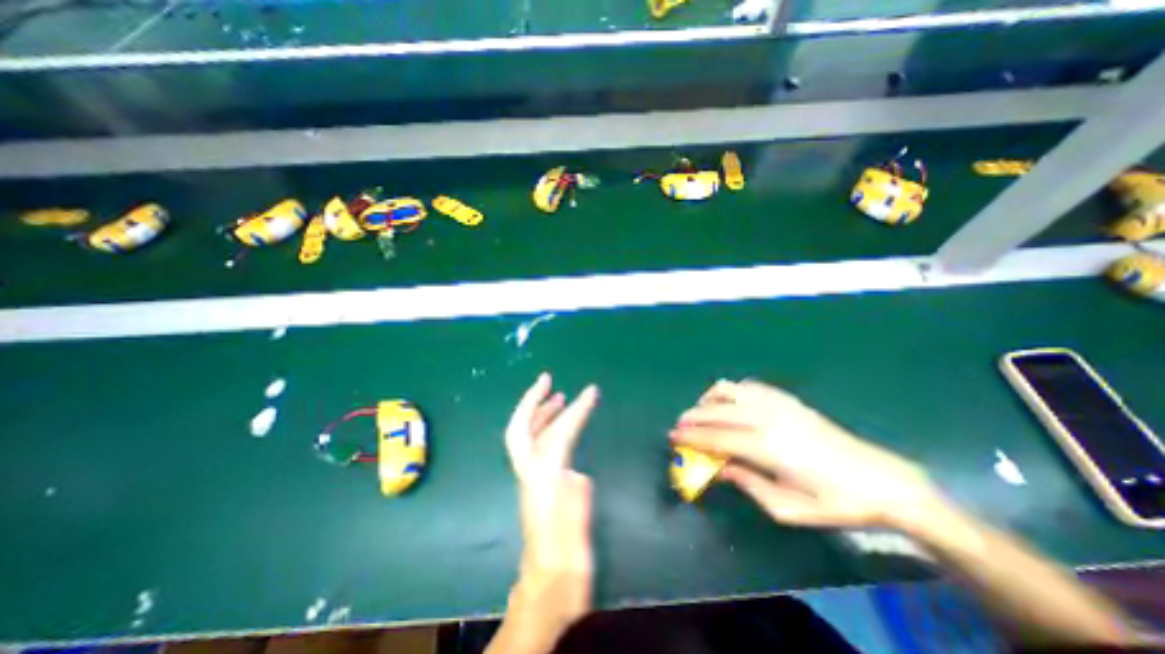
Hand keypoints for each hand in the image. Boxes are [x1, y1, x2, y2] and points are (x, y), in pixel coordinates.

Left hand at [503, 372, 593, 638]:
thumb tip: (577, 475)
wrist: (545, 594)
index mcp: (542, 487)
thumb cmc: (564, 574)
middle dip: (531, 401)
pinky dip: (544, 427)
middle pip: (521, 431)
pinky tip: (558, 425)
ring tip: (557, 395)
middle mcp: (531, 476)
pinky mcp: (537, 483)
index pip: (557, 438)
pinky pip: (536, 445)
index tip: (591, 392)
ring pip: (527, 436)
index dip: (574, 413)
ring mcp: (531, 479)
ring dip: (539, 411)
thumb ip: (574, 509)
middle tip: (546, 379)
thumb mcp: (574, 546)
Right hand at [673, 380, 935, 528]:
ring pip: (732, 390)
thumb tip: (720, 468)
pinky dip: (732, 390)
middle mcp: (768, 418)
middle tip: (680, 424)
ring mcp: (779, 405)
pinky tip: (730, 401)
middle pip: (718, 410)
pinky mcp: (789, 400)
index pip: (717, 437)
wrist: (881, 481)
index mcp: (767, 447)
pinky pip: (751, 386)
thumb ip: (748, 484)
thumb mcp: (788, 508)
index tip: (673, 436)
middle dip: (694, 416)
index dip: (692, 436)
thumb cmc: (835, 503)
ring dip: (710, 398)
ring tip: (703, 411)